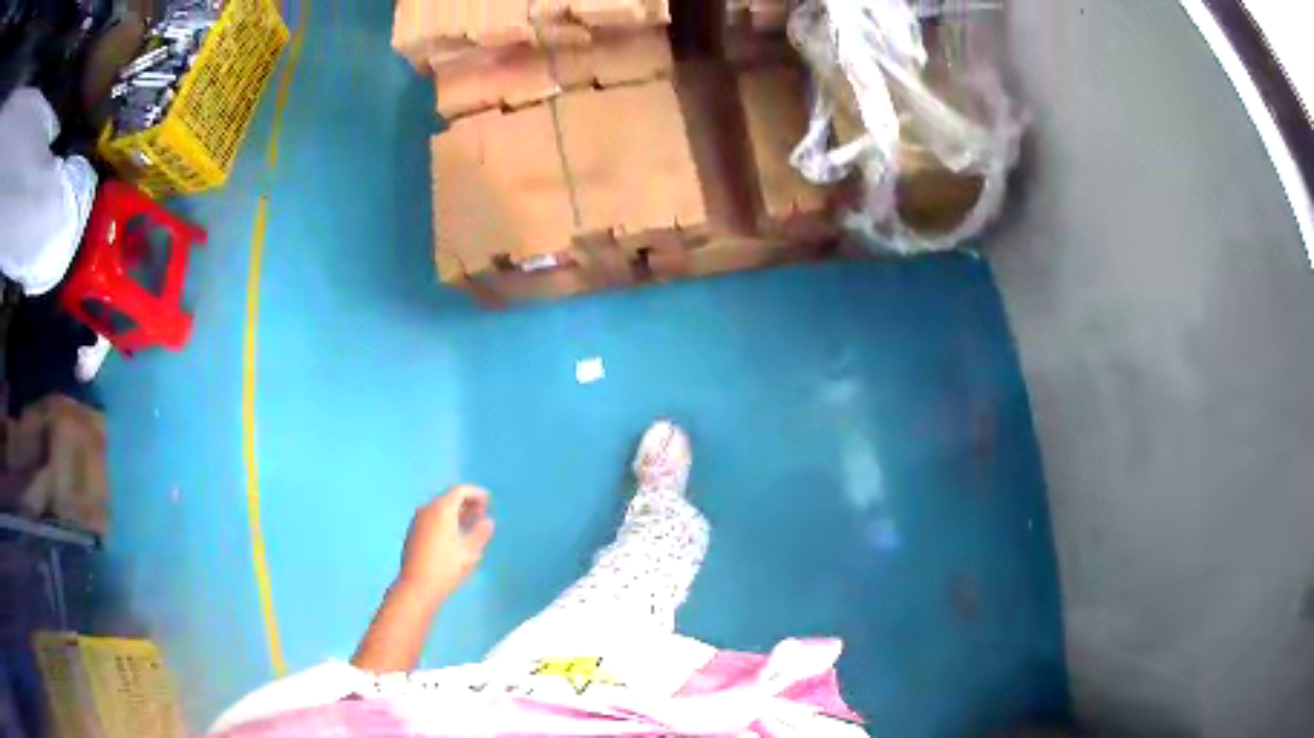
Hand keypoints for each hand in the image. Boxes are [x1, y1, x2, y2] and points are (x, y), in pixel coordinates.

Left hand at [396, 485, 494, 602]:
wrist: (417, 586)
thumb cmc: (446, 568)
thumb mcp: (469, 552)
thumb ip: (480, 533)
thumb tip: (488, 521)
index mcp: (441, 510)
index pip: (459, 491)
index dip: (475, 493)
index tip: (488, 499)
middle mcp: (427, 510)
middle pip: (448, 498)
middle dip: (466, 503)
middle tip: (481, 511)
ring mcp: (417, 521)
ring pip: (439, 509)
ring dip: (455, 512)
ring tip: (469, 523)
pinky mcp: (412, 532)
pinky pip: (431, 518)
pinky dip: (444, 520)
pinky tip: (453, 534)